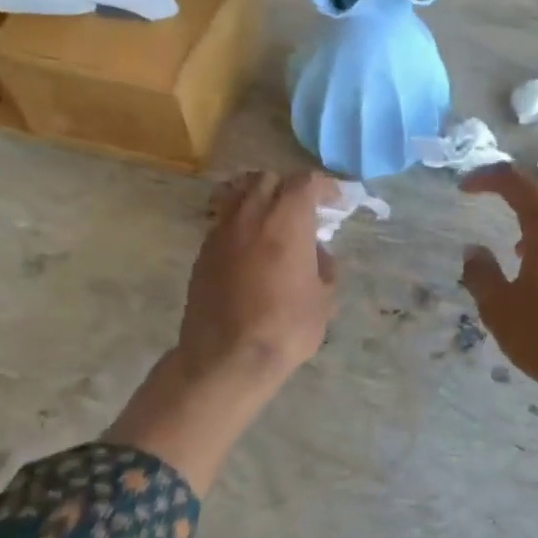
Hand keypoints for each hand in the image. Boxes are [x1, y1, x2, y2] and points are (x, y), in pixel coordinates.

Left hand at [179, 170, 339, 388]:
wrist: (226, 358)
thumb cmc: (285, 327)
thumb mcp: (323, 299)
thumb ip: (324, 265)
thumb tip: (316, 252)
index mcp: (286, 220)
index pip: (305, 183)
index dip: (323, 186)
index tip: (335, 199)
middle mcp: (251, 214)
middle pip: (268, 179)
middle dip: (288, 188)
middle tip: (303, 209)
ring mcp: (221, 231)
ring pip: (239, 194)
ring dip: (259, 199)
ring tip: (273, 221)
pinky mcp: (203, 251)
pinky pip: (225, 221)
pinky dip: (241, 223)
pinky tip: (251, 248)